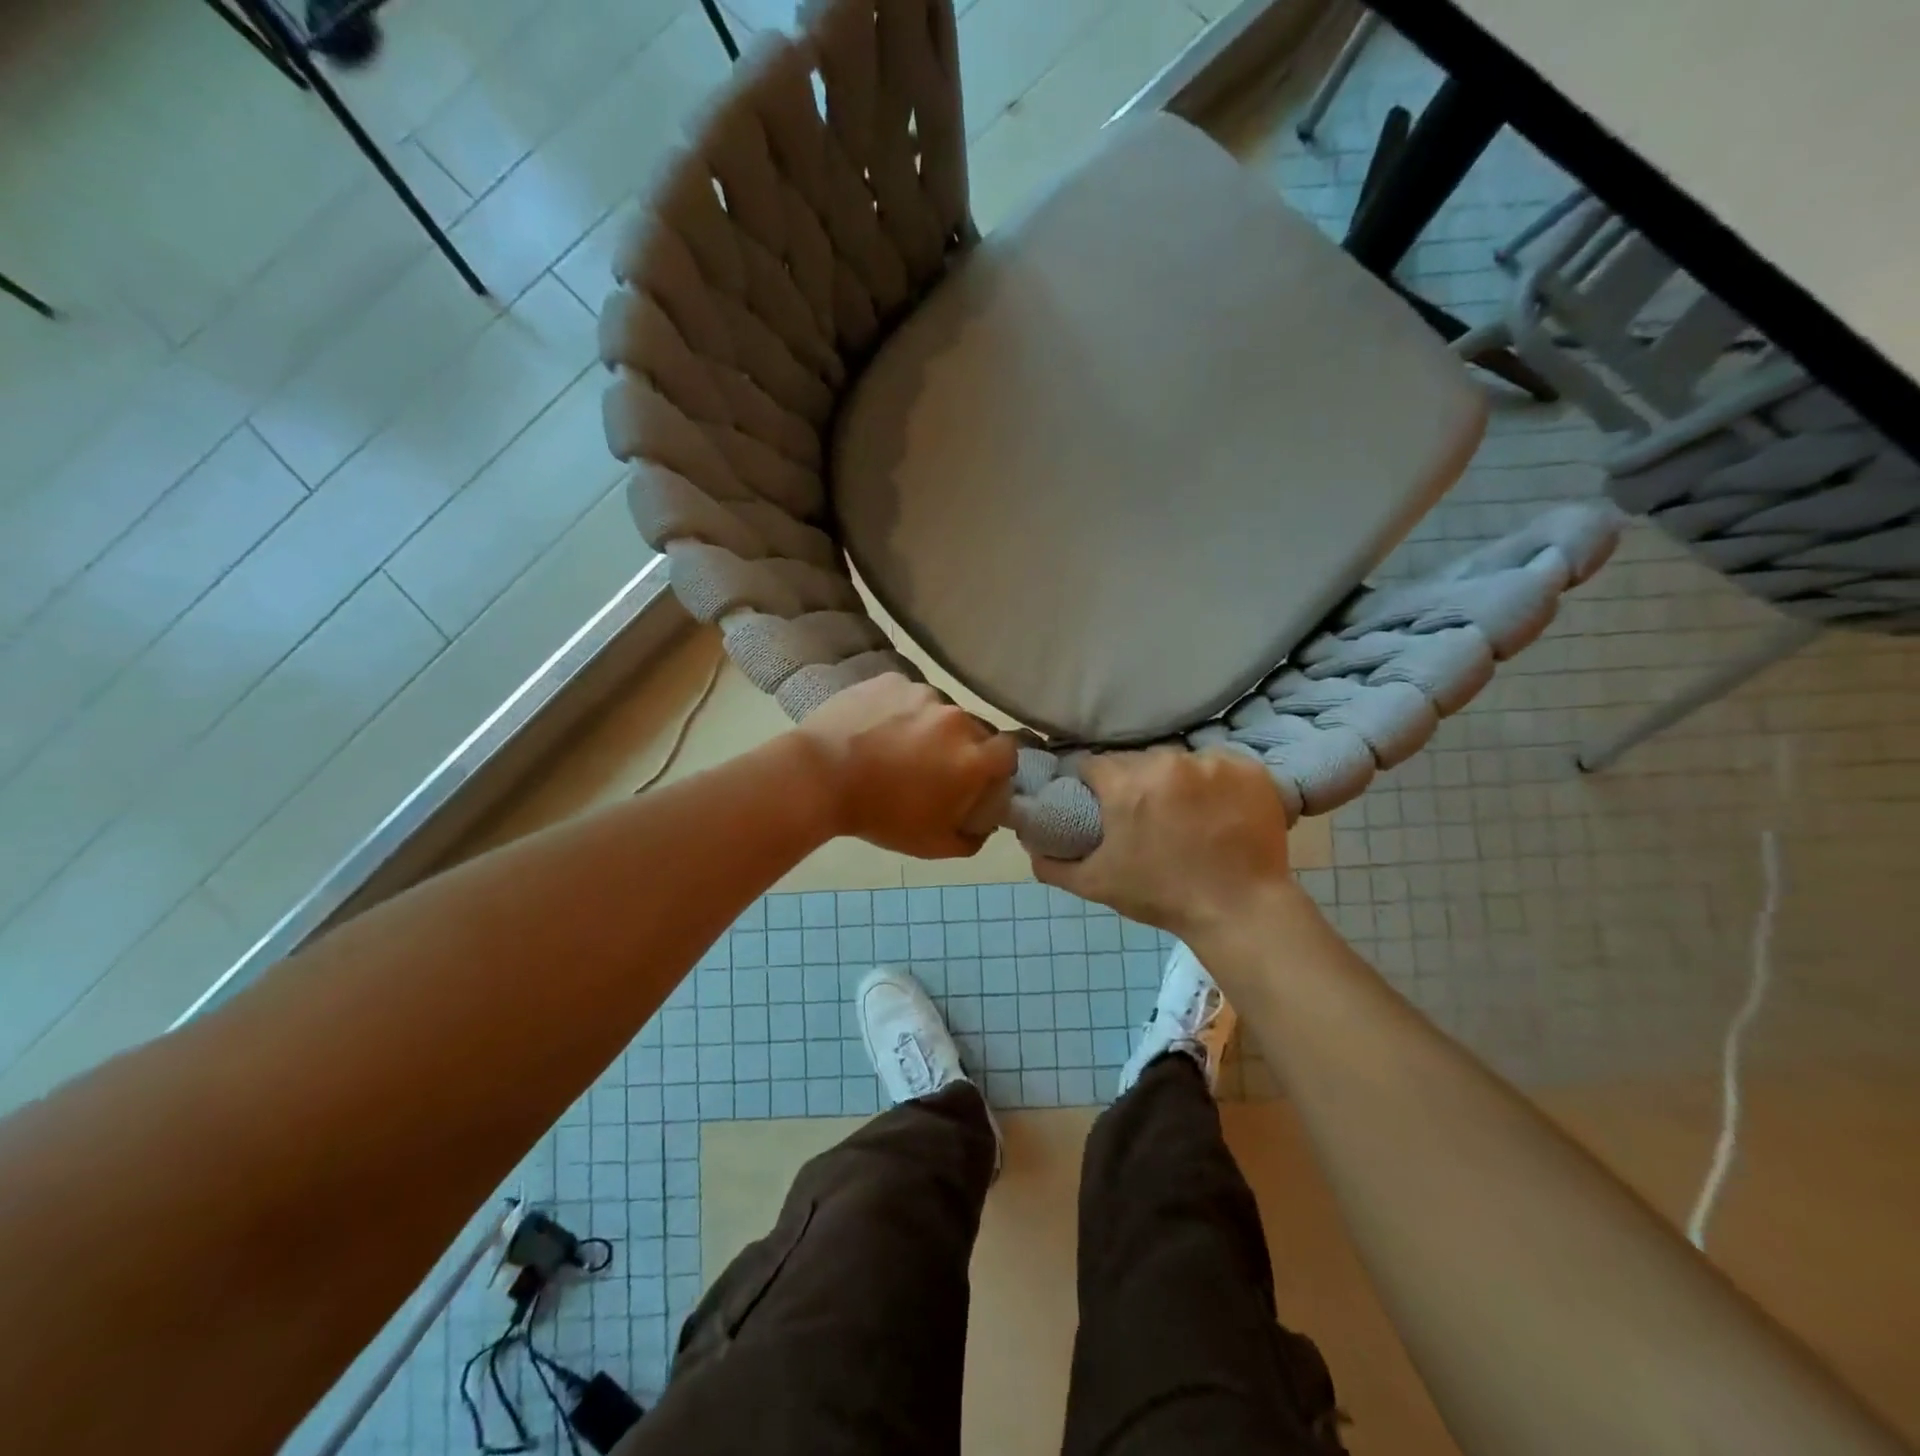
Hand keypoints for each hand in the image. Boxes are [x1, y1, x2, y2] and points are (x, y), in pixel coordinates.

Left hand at [797, 674, 1017, 857]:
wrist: (818, 777)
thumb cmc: (879, 815)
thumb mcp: (931, 845)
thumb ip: (971, 839)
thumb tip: (983, 827)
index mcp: (972, 757)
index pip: (1009, 750)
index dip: (997, 765)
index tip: (979, 777)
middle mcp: (955, 718)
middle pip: (974, 730)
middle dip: (962, 747)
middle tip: (933, 766)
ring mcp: (922, 693)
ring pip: (939, 710)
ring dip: (929, 726)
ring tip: (897, 745)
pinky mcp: (891, 679)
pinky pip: (906, 695)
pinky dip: (899, 710)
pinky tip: (875, 728)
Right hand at [1031, 748, 1296, 939]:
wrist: (1240, 911)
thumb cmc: (1163, 897)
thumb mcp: (1097, 885)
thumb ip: (1053, 865)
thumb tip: (1030, 845)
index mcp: (1127, 786)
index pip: (1095, 765)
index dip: (1093, 784)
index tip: (1101, 803)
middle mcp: (1168, 763)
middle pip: (1138, 760)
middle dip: (1135, 782)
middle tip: (1145, 814)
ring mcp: (1213, 764)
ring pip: (1179, 760)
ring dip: (1176, 780)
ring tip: (1186, 813)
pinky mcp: (1250, 770)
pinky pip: (1220, 765)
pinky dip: (1216, 782)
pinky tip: (1219, 809)